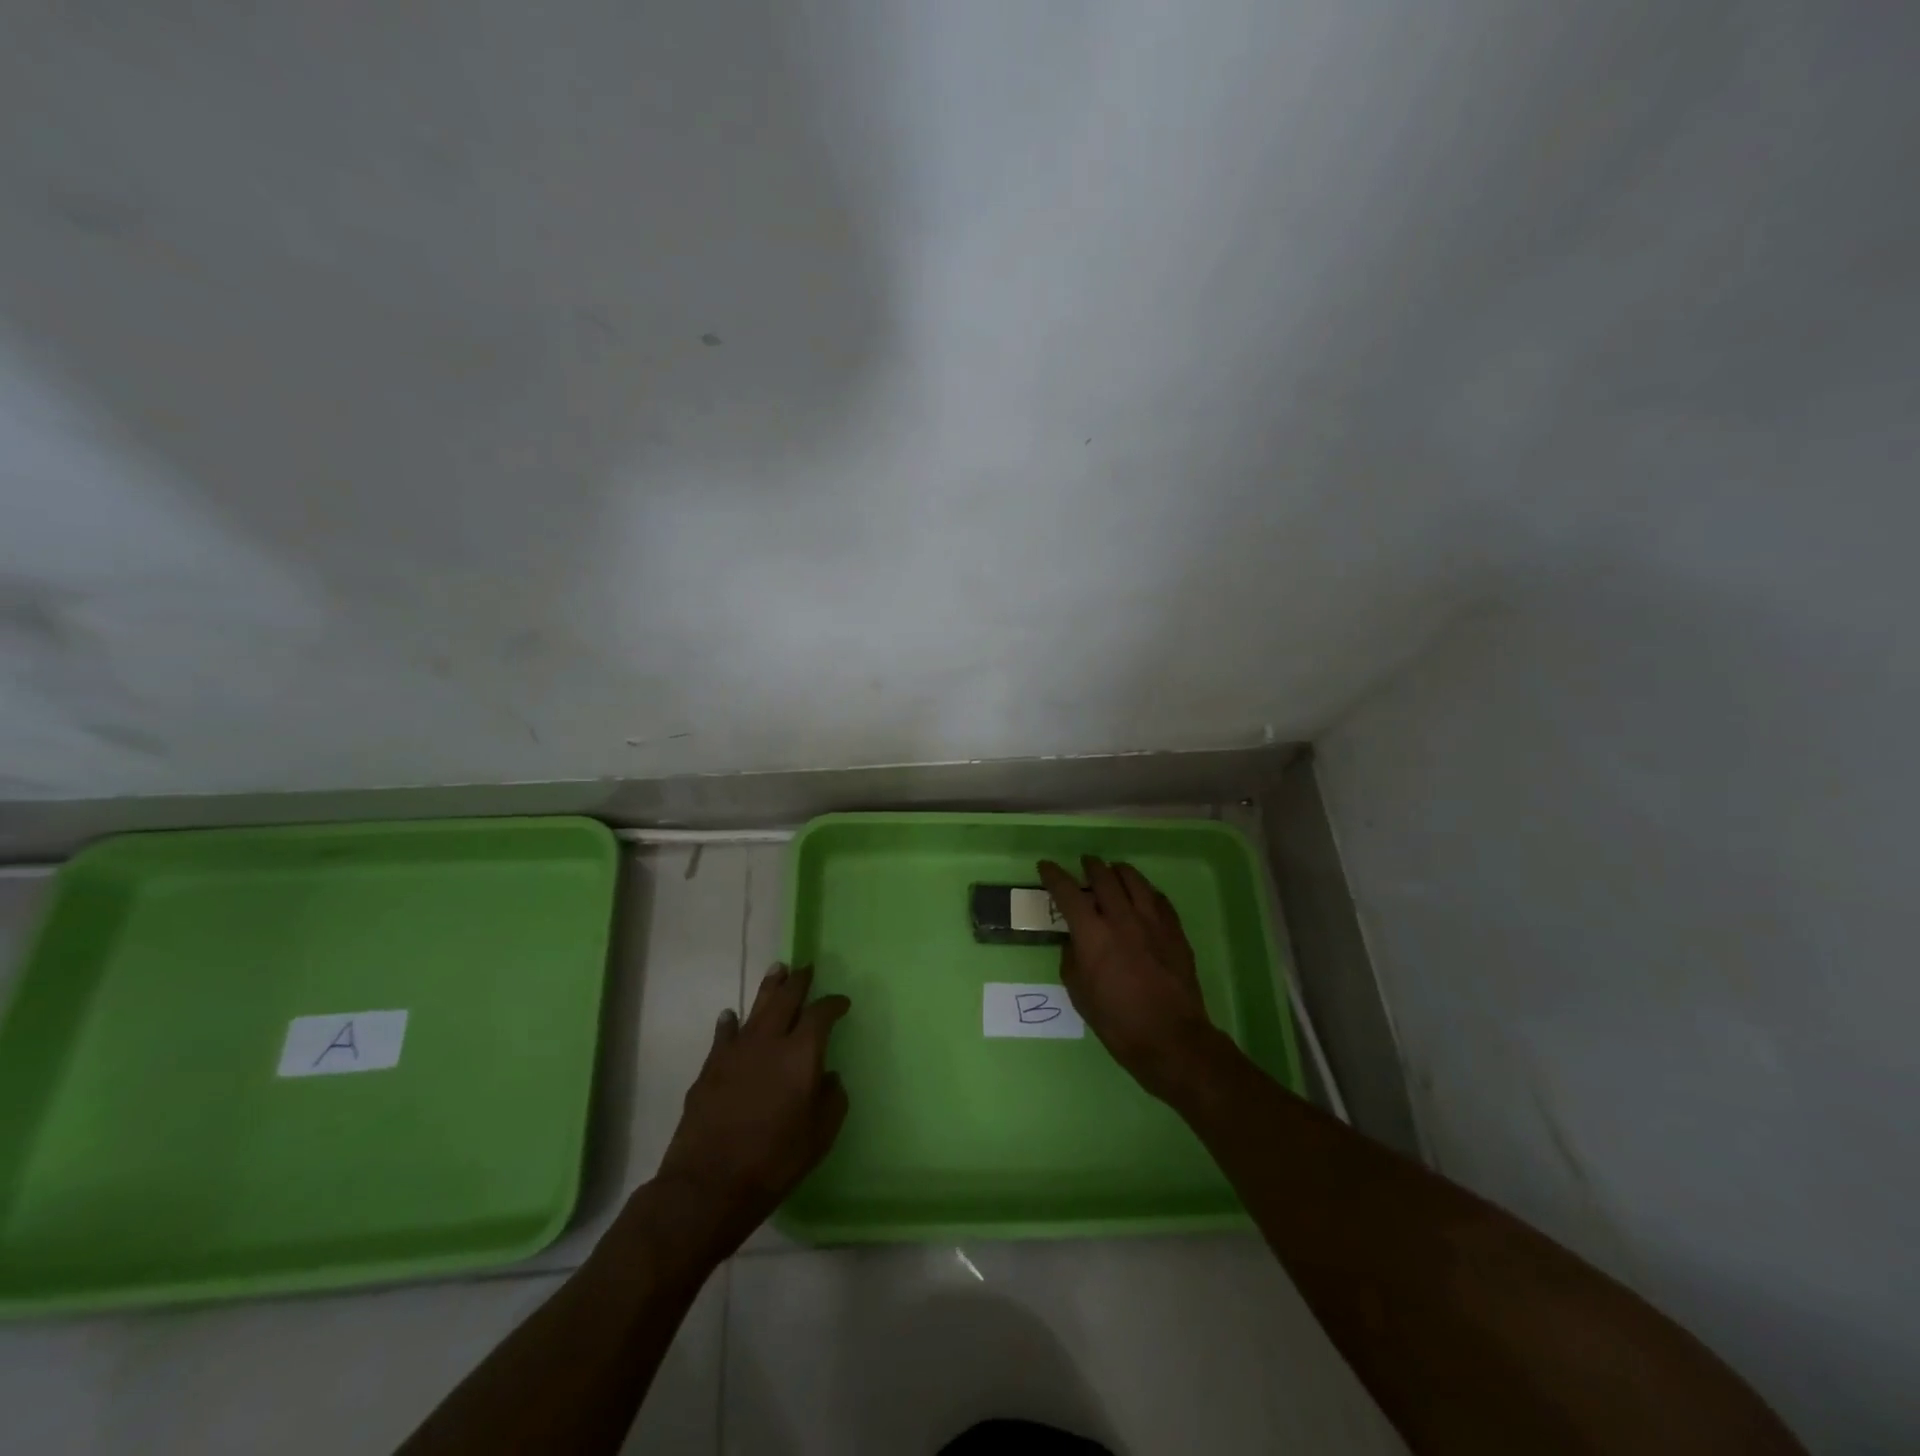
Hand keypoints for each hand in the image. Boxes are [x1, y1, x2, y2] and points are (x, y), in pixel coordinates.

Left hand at [653, 964, 849, 1257]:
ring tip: (777, 970)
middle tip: (806, 968)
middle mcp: (769, 1042)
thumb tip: (830, 1076)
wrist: (709, 1184)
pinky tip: (731, 1016)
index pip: (821, 1014)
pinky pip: (724, 1034)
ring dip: (769, 988)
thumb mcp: (820, 1136)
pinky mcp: (710, 1068)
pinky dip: (730, 1023)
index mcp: (801, 1054)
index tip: (842, 1002)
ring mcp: (736, 1052)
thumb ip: (832, 1100)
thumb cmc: (774, 1161)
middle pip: (786, 999)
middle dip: (799, 981)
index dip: (833, 1004)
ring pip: (756, 1008)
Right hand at [1038, 856, 1224, 1101]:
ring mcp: (1152, 922)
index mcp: (1092, 934)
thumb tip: (1075, 942)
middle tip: (1085, 863)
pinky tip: (1145, 895)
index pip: (1068, 892)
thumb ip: (1072, 960)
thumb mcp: (1079, 994)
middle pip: (1104, 877)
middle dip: (1091, 866)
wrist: (1171, 1039)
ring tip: (1114, 870)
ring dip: (1120, 871)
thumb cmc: (1117, 1022)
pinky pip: (1159, 899)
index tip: (1046, 866)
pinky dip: (1146, 891)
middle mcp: (1122, 918)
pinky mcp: (1175, 931)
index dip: (1054, 876)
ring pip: (1135, 881)